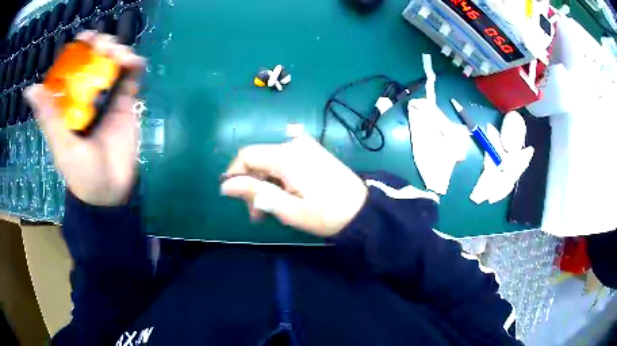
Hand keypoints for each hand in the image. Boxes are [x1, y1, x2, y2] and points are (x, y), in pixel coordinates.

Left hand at [24, 31, 144, 205]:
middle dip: (101, 46)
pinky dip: (134, 66)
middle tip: (104, 46)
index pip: (72, 67)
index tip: (85, 39)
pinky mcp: (125, 104)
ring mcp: (107, 97)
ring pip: (113, 63)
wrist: (110, 192)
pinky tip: (135, 63)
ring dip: (119, 52)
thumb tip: (30, 90)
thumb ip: (49, 118)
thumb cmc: (81, 173)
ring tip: (121, 57)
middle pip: (94, 59)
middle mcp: (86, 95)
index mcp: (68, 102)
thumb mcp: (62, 146)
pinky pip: (131, 79)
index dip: (78, 49)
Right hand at [221, 135, 367, 236]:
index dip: (234, 175)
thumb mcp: (288, 209)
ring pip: (270, 162)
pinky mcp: (313, 152)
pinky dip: (277, 178)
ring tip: (269, 210)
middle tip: (256, 213)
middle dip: (251, 185)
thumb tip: (225, 185)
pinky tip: (283, 195)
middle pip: (258, 159)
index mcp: (286, 156)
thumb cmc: (327, 214)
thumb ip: (256, 193)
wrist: (363, 210)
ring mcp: (305, 146)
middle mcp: (294, 144)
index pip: (246, 155)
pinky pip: (284, 161)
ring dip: (264, 184)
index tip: (235, 198)